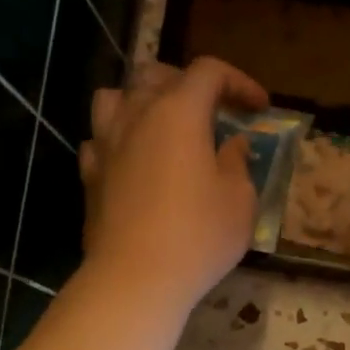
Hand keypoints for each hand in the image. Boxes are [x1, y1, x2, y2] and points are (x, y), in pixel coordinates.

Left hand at [81, 58, 266, 307]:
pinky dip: (119, 140)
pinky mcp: (90, 174)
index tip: (259, 108)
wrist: (135, 278)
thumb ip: (238, 163)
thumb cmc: (198, 236)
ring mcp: (106, 143)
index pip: (209, 72)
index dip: (238, 82)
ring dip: (142, 101)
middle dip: (189, 83)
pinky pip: (100, 139)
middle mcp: (137, 115)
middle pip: (157, 74)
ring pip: (116, 97)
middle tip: (212, 111)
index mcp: (179, 112)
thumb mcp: (239, 201)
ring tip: (161, 124)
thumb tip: (232, 145)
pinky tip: (132, 160)